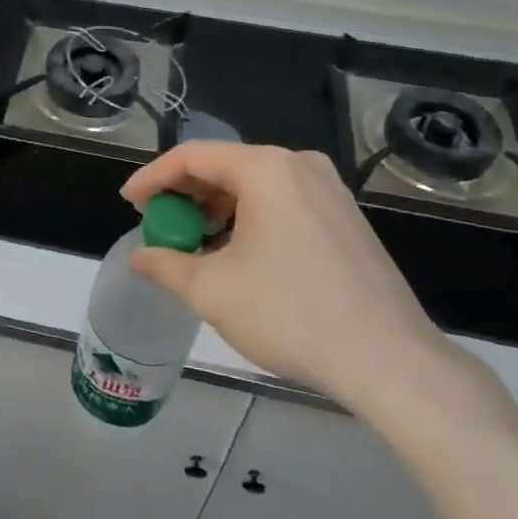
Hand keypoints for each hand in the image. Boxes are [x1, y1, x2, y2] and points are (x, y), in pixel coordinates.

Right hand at [121, 143, 457, 418]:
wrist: (389, 360)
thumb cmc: (291, 314)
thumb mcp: (213, 290)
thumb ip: (165, 265)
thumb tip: (139, 257)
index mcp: (266, 168)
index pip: (192, 158)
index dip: (152, 178)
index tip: (128, 203)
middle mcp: (299, 165)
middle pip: (225, 167)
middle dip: (184, 195)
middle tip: (158, 225)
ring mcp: (329, 189)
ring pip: (255, 186)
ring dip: (216, 210)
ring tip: (193, 245)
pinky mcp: (345, 216)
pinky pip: (282, 202)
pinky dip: (249, 219)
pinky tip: (237, 254)